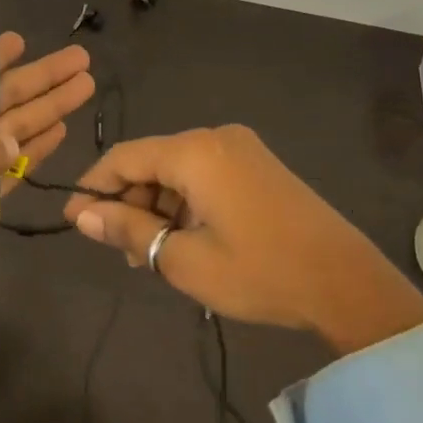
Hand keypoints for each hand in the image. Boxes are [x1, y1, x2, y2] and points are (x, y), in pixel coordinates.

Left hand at [0, 33, 93, 330]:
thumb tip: (15, 141)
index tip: (23, 38)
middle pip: (2, 96)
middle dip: (41, 80)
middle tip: (80, 60)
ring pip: (13, 128)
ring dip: (48, 110)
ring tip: (84, 88)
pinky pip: (11, 164)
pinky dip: (35, 149)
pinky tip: (61, 131)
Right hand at [61, 125, 422, 354]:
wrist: (348, 285)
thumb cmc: (260, 272)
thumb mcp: (183, 258)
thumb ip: (128, 229)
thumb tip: (83, 215)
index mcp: (195, 151)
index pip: (124, 157)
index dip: (94, 188)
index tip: (75, 222)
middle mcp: (216, 138)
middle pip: (150, 162)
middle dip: (129, 202)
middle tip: (120, 250)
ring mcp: (242, 150)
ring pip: (177, 171)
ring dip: (156, 207)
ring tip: (151, 255)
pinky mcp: (258, 167)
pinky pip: (204, 176)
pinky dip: (184, 204)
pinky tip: (182, 240)